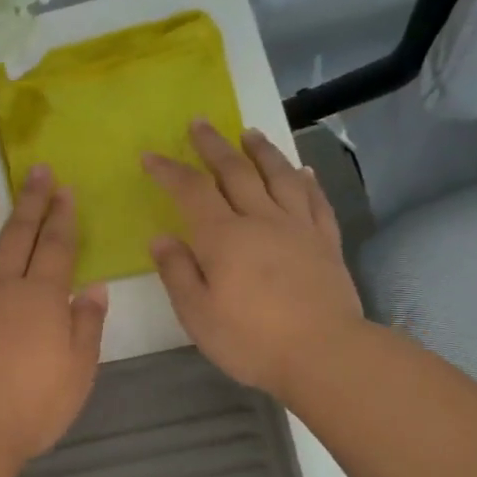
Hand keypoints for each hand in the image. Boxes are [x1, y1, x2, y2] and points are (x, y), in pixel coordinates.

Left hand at [0, 167, 108, 463]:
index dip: (63, 217)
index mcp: (42, 298)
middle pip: (18, 236)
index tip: (65, 189)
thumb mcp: (79, 371)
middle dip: (30, 202)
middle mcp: (2, 287)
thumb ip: (87, 325)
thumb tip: (95, 288)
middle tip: (36, 172)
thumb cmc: (33, 405)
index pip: (56, 247)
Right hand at [143, 121, 366, 396]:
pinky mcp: (326, 242)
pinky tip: (303, 172)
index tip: (150, 155)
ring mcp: (298, 227)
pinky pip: (315, 201)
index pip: (191, 191)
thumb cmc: (250, 339)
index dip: (168, 170)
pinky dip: (306, 181)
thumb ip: (178, 272)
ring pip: (279, 176)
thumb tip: (161, 238)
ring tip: (250, 133)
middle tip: (200, 122)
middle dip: (213, 145)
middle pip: (236, 171)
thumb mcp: (197, 314)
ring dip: (262, 151)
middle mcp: (261, 220)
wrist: (324, 353)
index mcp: (223, 238)